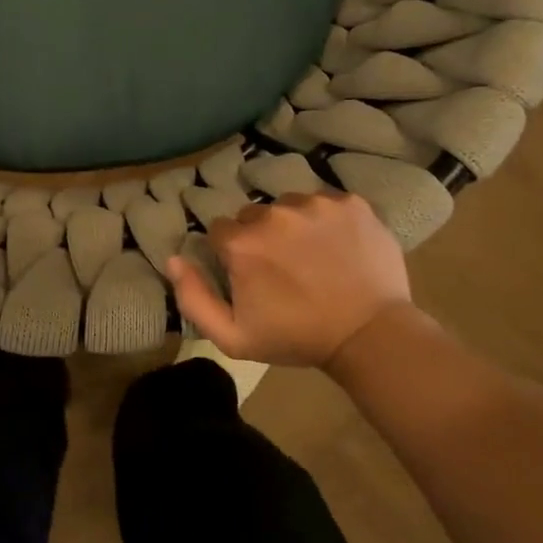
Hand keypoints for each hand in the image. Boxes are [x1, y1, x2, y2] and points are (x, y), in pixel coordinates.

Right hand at [164, 191, 414, 367]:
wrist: (369, 335)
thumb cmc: (296, 339)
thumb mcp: (232, 336)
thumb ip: (193, 298)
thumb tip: (172, 259)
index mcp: (242, 243)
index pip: (220, 231)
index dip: (231, 254)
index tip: (250, 275)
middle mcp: (274, 214)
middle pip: (252, 216)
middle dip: (260, 238)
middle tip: (282, 268)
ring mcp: (315, 205)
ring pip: (288, 206)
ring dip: (292, 226)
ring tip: (312, 257)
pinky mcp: (350, 203)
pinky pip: (324, 203)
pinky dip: (326, 220)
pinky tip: (336, 247)